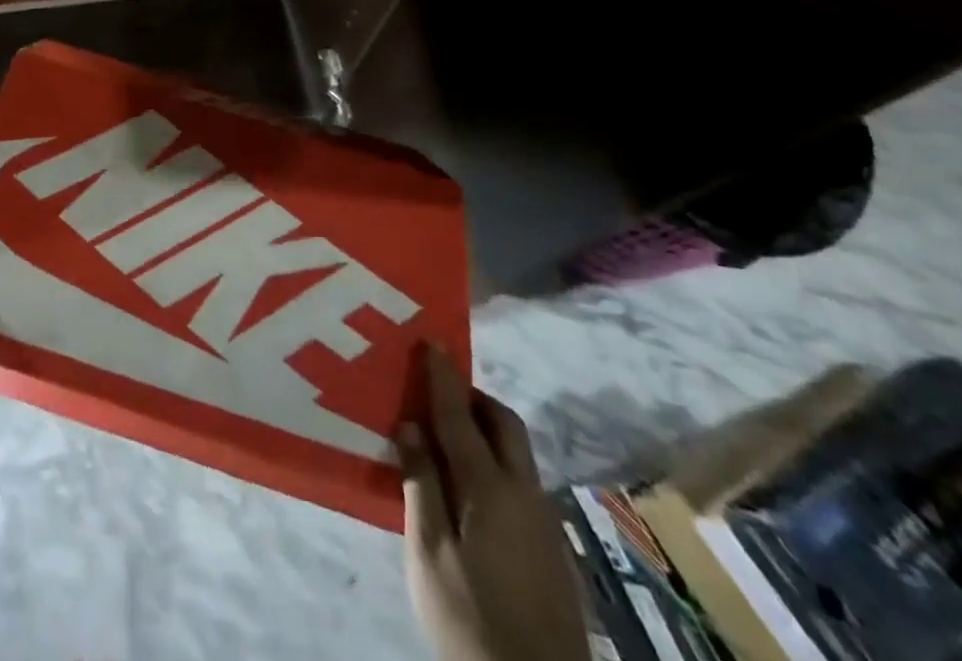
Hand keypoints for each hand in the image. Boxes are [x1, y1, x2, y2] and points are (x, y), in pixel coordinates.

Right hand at [396, 348, 589, 660]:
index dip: (443, 377)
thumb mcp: (429, 554)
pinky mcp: (550, 548)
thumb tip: (411, 427)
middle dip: (472, 396)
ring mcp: (543, 521)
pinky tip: (468, 488)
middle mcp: (524, 492)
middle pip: (503, 423)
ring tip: (445, 435)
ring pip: (515, 452)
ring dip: (483, 429)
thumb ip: (421, 485)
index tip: (431, 341)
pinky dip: (492, 461)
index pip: (460, 415)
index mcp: (490, 488)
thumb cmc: (471, 620)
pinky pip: (518, 480)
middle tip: (436, 390)